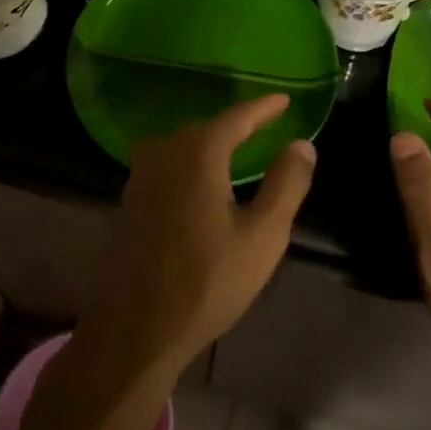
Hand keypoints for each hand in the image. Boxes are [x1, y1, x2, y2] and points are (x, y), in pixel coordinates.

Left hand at [77, 94, 315, 383]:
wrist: (136, 329)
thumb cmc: (208, 282)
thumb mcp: (263, 236)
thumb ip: (286, 185)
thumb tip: (302, 144)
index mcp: (198, 155)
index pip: (236, 118)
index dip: (263, 108)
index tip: (284, 100)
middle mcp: (163, 155)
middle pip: (204, 128)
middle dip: (235, 124)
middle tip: (263, 123)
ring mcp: (139, 179)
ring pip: (179, 145)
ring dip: (208, 142)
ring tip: (234, 147)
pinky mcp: (128, 204)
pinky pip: (164, 166)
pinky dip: (188, 162)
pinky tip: (198, 181)